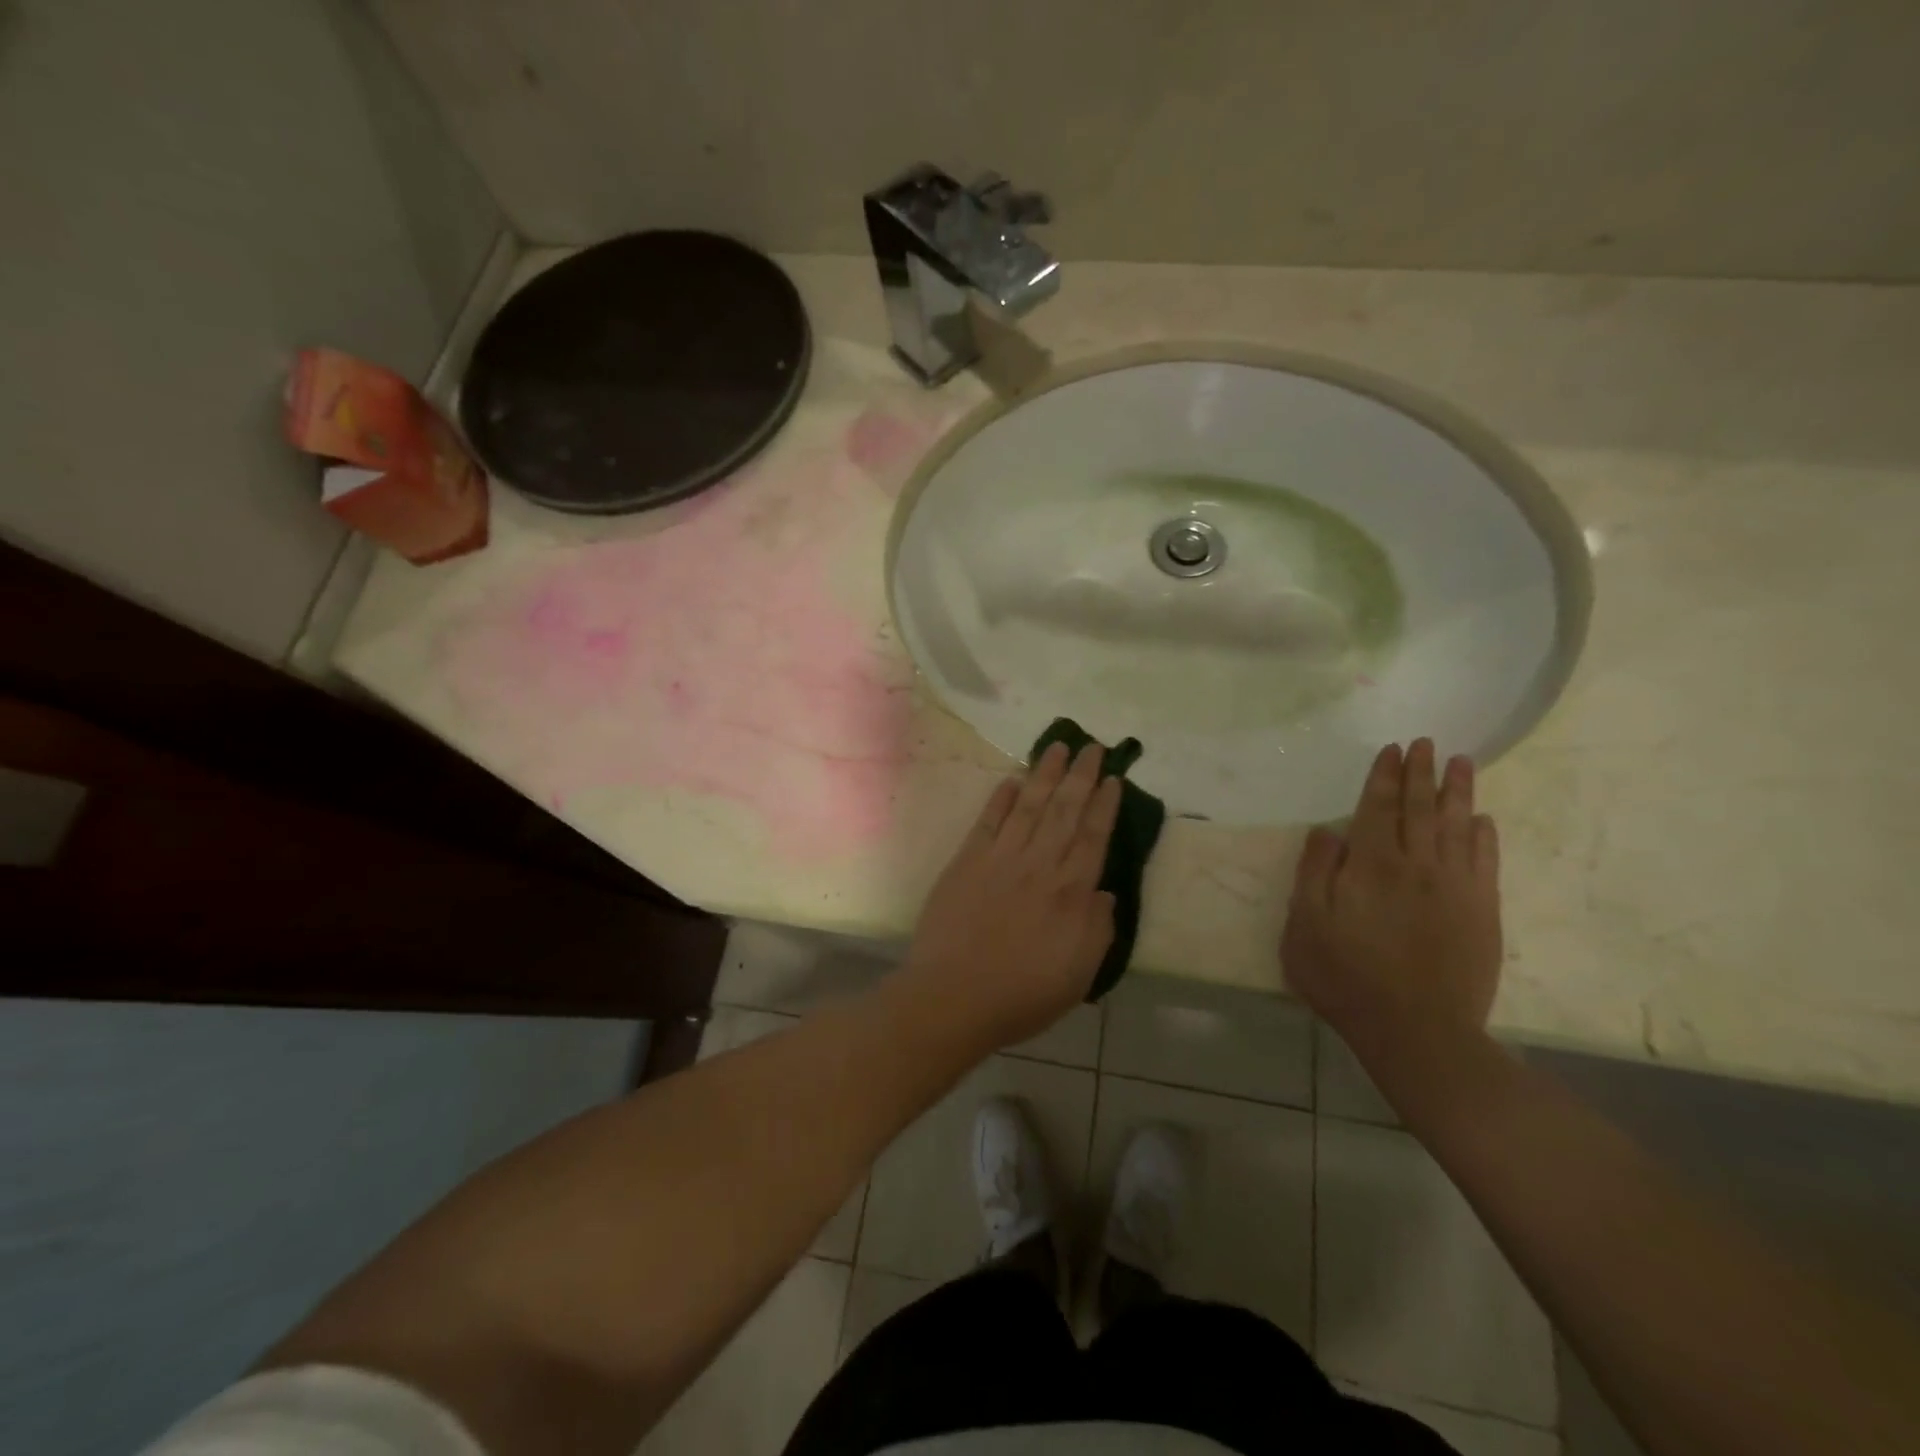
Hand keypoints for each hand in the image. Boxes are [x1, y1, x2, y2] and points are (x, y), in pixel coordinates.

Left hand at [901, 742, 1121, 1050]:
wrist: (954, 995)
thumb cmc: (1023, 993)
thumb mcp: (1080, 973)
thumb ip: (1098, 928)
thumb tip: (1105, 892)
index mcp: (1071, 891)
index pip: (1094, 836)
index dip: (1104, 804)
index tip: (1112, 777)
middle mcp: (1039, 864)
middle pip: (1064, 810)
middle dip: (1080, 775)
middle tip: (1091, 745)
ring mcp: (1001, 858)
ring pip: (1028, 805)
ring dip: (1044, 774)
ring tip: (1057, 747)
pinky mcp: (967, 861)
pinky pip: (988, 821)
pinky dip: (1000, 798)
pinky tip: (1012, 780)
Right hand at [1281, 740, 1502, 1065]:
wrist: (1416, 1030)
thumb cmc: (1345, 977)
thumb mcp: (1305, 925)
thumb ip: (1314, 872)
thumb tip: (1327, 830)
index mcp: (1371, 865)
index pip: (1378, 808)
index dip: (1384, 776)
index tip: (1392, 749)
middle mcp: (1417, 865)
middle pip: (1420, 808)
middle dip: (1422, 773)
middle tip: (1427, 743)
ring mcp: (1456, 888)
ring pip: (1457, 826)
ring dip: (1458, 792)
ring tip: (1462, 763)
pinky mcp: (1482, 912)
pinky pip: (1486, 862)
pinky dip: (1484, 836)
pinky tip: (1482, 820)